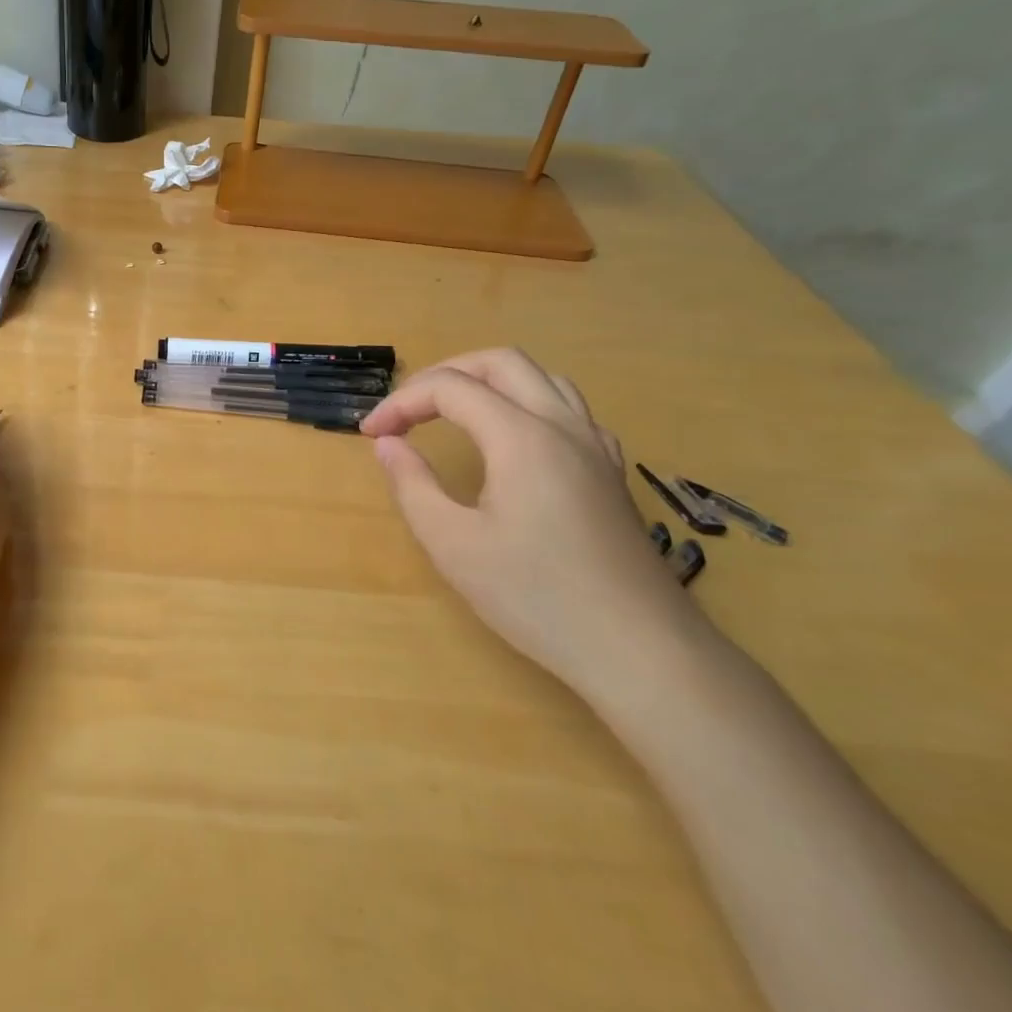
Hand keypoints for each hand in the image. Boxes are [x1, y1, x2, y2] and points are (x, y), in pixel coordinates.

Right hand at [361, 349, 700, 697]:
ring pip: (541, 378)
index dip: (401, 402)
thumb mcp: (453, 545)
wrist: (639, 649)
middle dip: (444, 374)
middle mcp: (562, 425)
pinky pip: (568, 409)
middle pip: (500, 362)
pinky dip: (526, 403)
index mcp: (522, 437)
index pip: (450, 388)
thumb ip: (413, 485)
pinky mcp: (610, 471)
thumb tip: (388, 444)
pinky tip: (513, 440)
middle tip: (408, 411)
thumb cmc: (537, 596)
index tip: (371, 434)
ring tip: (452, 414)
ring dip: (488, 382)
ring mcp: (595, 446)